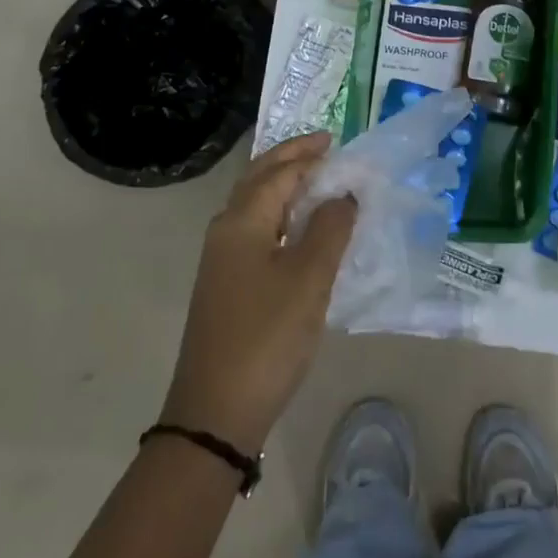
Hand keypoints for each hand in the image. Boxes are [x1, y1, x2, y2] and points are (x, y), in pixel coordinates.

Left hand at [160, 132, 355, 454]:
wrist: (214, 414)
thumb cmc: (266, 337)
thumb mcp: (309, 280)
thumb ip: (329, 229)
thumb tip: (343, 194)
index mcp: (242, 221)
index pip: (278, 172)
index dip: (308, 155)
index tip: (337, 143)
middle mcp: (226, 230)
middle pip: (258, 179)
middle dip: (290, 159)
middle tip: (323, 147)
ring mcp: (222, 259)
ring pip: (254, 204)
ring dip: (283, 185)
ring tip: (317, 181)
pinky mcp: (226, 284)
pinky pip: (255, 229)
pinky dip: (279, 214)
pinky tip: (299, 230)